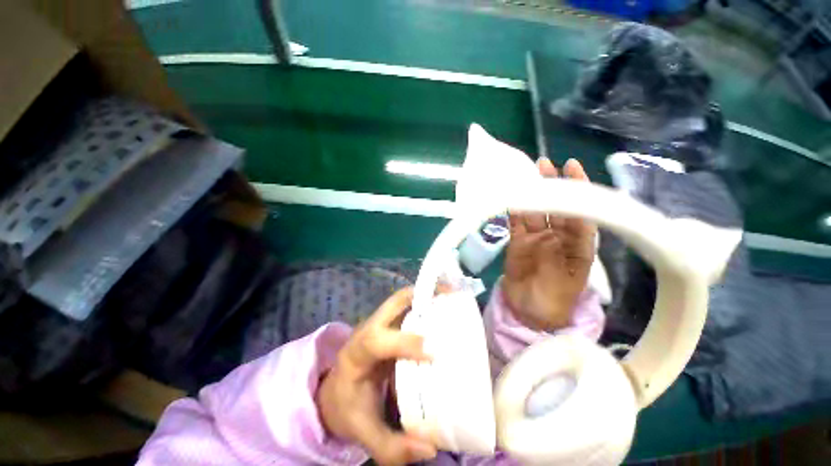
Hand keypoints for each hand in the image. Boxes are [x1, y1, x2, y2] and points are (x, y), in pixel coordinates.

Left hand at [316, 287, 436, 465]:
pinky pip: (408, 306)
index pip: (376, 341)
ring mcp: (380, 323)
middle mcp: (368, 330)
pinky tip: (443, 307)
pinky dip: (426, 302)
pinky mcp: (390, 324)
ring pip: (402, 299)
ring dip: (426, 294)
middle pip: (392, 303)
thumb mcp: (362, 431)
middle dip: (421, 295)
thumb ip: (392, 446)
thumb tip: (430, 447)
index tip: (433, 351)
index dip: (404, 343)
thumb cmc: (348, 406)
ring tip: (451, 295)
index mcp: (356, 355)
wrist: (336, 390)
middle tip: (450, 295)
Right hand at [503, 158, 596, 331]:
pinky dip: (514, 210)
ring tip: (526, 173)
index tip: (571, 166)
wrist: (529, 311)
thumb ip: (561, 253)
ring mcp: (536, 238)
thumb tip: (553, 230)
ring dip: (531, 194)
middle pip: (556, 207)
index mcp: (578, 244)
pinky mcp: (517, 242)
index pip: (581, 211)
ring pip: (535, 211)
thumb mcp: (566, 280)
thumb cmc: (555, 300)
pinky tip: (511, 196)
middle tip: (543, 163)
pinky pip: (516, 223)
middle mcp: (558, 237)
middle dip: (552, 185)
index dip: (578, 189)